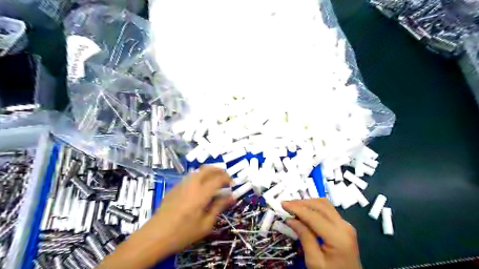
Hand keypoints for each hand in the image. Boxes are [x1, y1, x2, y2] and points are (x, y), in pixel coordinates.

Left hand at [101, 167, 233, 267]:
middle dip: (218, 170)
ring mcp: (181, 184)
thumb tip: (231, 196)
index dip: (227, 178)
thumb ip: (219, 207)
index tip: (232, 184)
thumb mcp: (205, 224)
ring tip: (214, 180)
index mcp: (201, 193)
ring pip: (198, 171)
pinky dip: (199, 176)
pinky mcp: (174, 187)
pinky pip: (190, 176)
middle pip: (207, 169)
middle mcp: (192, 184)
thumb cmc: (183, 233)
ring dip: (208, 172)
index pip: (218, 178)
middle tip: (225, 177)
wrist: (155, 236)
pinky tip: (200, 187)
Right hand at [281, 197, 360, 268]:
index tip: (282, 203)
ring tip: (293, 207)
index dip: (297, 208)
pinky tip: (304, 211)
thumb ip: (304, 237)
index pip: (314, 215)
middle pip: (321, 205)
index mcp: (338, 236)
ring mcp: (346, 225)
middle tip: (286, 205)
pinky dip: (314, 207)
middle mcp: (344, 226)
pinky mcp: (344, 226)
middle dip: (301, 203)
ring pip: (325, 204)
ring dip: (308, 203)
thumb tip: (290, 219)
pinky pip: (328, 210)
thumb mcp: (314, 261)